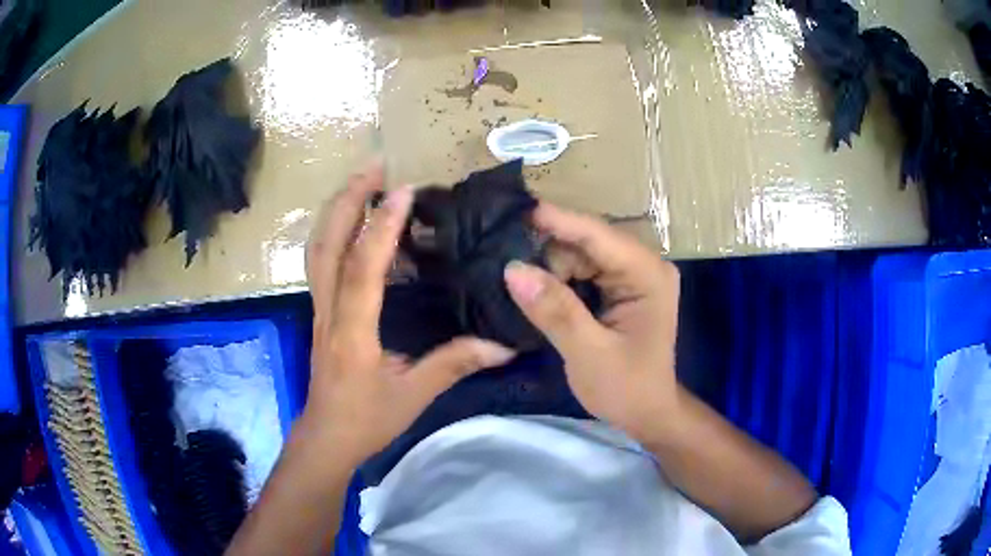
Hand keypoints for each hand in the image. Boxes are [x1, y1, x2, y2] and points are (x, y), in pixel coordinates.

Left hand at [302, 161, 515, 465]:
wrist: (327, 436)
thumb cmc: (367, 419)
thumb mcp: (415, 395)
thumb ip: (455, 364)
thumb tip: (504, 345)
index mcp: (352, 331)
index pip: (363, 269)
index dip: (381, 228)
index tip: (403, 190)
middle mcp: (329, 311)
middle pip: (326, 245)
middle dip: (347, 199)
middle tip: (374, 166)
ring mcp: (320, 309)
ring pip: (318, 249)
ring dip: (337, 209)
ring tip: (363, 180)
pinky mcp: (321, 312)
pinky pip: (322, 262)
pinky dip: (335, 231)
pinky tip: (355, 221)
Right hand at [503, 203, 680, 444]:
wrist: (647, 413)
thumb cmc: (627, 388)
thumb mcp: (588, 353)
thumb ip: (555, 311)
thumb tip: (513, 269)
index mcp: (647, 274)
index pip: (598, 235)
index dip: (557, 220)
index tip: (514, 210)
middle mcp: (642, 265)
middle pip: (587, 242)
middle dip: (548, 252)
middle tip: (504, 265)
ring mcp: (631, 275)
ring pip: (579, 255)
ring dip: (549, 268)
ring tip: (513, 280)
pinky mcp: (618, 287)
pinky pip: (581, 271)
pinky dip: (557, 279)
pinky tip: (533, 288)